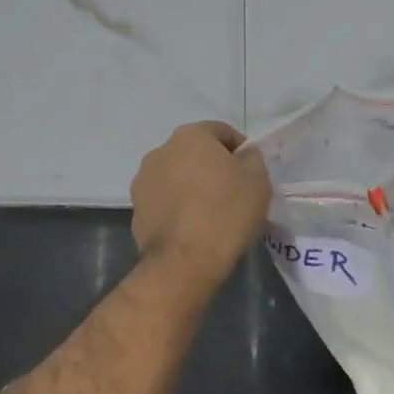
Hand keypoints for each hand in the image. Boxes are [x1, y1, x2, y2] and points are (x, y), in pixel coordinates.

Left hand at [130, 122, 271, 286]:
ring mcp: (143, 181)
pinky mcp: (136, 209)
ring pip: (177, 177)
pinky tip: (193, 228)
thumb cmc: (226, 213)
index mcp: (190, 136)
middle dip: (213, 167)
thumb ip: (251, 158)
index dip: (241, 149)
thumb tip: (242, 155)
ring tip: (211, 212)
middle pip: (195, 153)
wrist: (184, 262)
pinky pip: (164, 201)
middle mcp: (160, 151)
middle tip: (233, 192)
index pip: (221, 132)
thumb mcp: (257, 181)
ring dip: (192, 186)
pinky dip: (178, 207)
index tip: (251, 173)